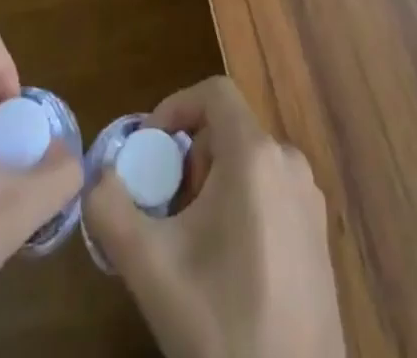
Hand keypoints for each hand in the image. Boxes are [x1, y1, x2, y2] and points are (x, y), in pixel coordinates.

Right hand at [82, 76, 345, 357]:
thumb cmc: (221, 323)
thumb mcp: (150, 267)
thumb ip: (110, 209)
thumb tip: (97, 176)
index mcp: (256, 154)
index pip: (213, 92)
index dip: (174, 108)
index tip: (148, 151)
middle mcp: (290, 163)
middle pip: (228, 130)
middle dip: (189, 158)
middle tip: (165, 208)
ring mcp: (310, 201)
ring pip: (249, 164)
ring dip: (212, 185)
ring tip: (190, 241)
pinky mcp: (319, 237)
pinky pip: (270, 194)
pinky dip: (240, 207)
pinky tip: (225, 267)